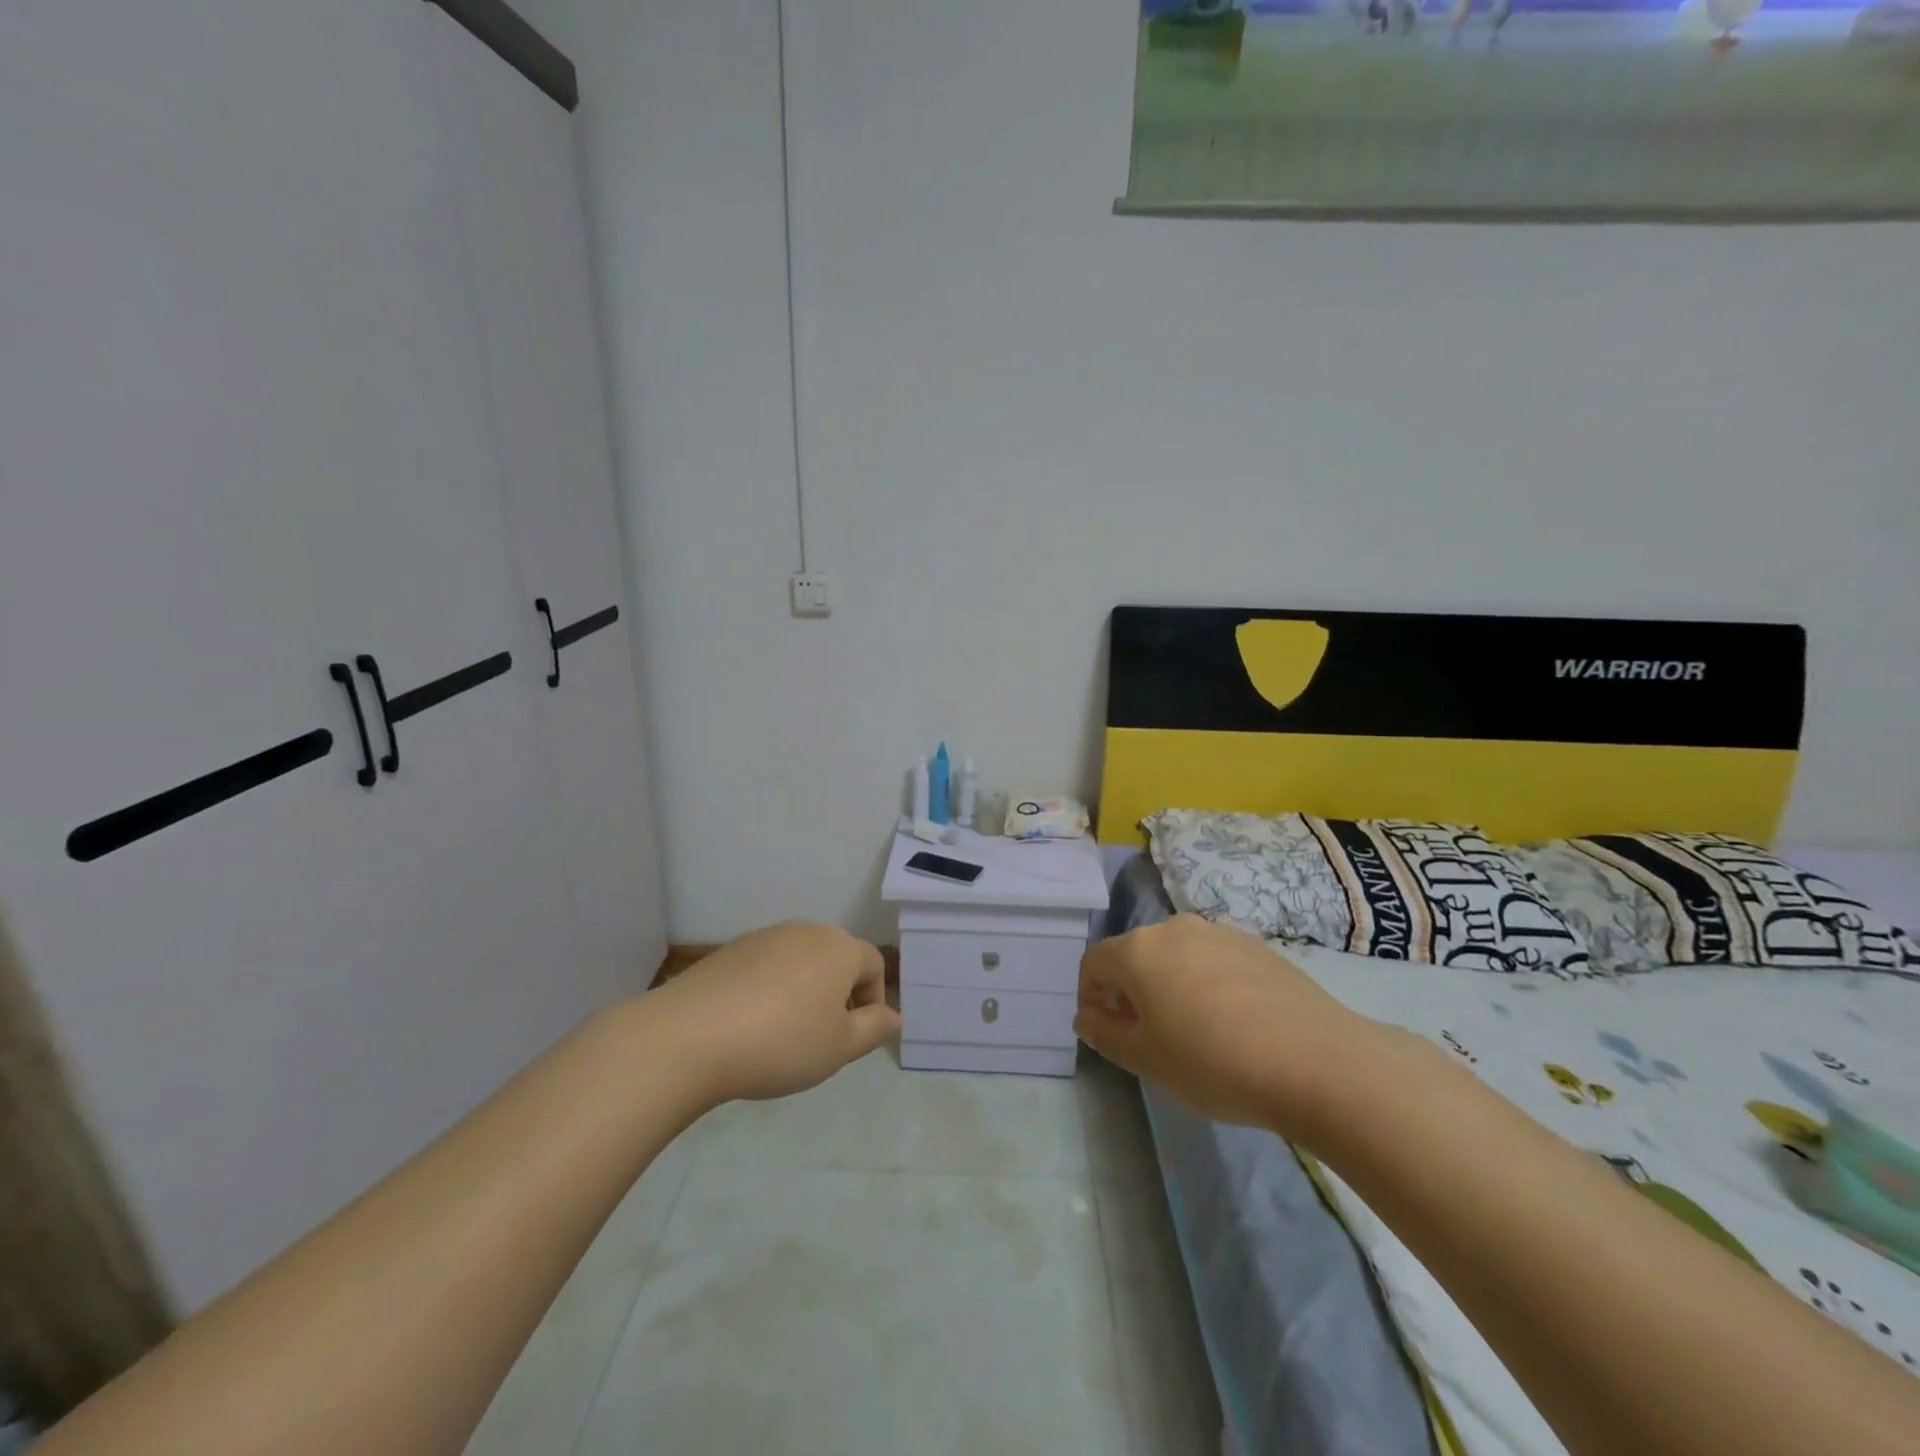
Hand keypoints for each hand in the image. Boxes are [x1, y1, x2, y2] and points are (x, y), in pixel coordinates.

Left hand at [651, 922, 901, 1106]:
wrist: (689, 1037)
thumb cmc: (780, 1043)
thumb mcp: (839, 1047)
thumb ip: (874, 1028)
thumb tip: (895, 1015)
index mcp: (839, 948)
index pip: (874, 964)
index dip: (873, 1000)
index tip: (854, 1037)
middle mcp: (806, 931)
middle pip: (836, 957)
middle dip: (838, 993)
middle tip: (823, 1036)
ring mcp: (765, 936)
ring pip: (800, 961)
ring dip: (804, 990)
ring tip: (784, 1033)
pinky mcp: (731, 949)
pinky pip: (766, 966)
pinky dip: (769, 989)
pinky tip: (749, 1024)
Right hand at [1075, 915, 1368, 1135]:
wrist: (1317, 1061)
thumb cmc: (1214, 1063)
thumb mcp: (1148, 1060)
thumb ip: (1107, 1034)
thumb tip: (1087, 1017)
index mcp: (1139, 950)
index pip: (1094, 962)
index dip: (1089, 995)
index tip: (1102, 1030)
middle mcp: (1174, 928)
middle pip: (1135, 953)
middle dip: (1129, 990)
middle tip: (1145, 1035)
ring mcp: (1219, 932)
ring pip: (1175, 954)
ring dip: (1168, 984)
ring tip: (1191, 1029)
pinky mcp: (1256, 944)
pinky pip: (1213, 958)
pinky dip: (1205, 982)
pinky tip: (1231, 1021)